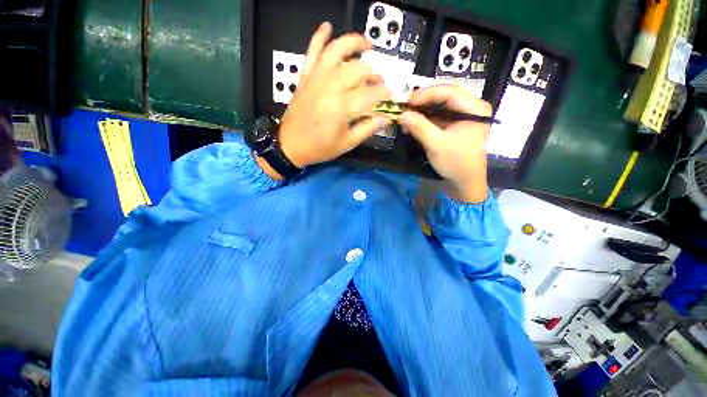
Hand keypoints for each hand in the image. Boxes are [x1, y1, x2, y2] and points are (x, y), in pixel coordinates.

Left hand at [272, 22, 391, 174]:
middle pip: (358, 69)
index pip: (371, 93)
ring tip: (368, 44)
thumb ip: (369, 128)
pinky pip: (312, 51)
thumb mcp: (347, 143)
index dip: (385, 93)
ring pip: (337, 51)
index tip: (390, 96)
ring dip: (354, 43)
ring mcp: (316, 77)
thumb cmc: (318, 147)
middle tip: (378, 82)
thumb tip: (388, 116)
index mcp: (340, 107)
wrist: (287, 145)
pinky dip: (318, 37)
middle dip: (374, 74)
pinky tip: (327, 25)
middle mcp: (329, 86)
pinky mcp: (306, 74)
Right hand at [400, 85, 491, 202]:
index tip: (409, 102)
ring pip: (442, 101)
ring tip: (407, 115)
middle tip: (406, 106)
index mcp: (476, 109)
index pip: (450, 91)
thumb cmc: (457, 165)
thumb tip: (401, 114)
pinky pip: (442, 110)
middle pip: (446, 93)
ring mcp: (467, 113)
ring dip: (424, 107)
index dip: (427, 93)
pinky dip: (428, 115)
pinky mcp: (460, 120)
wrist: (467, 185)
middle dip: (424, 100)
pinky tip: (414, 121)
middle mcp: (474, 106)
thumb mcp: (437, 145)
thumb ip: (419, 126)